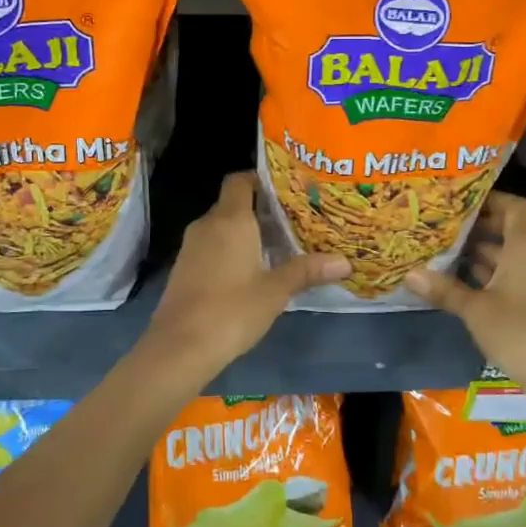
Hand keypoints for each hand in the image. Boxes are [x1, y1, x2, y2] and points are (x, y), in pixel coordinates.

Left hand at [142, 171, 349, 381]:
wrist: (180, 347)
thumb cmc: (232, 309)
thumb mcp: (276, 290)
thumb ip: (307, 270)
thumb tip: (345, 261)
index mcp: (230, 220)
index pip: (240, 180)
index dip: (260, 179)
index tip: (286, 190)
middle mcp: (207, 224)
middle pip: (233, 204)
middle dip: (260, 210)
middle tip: (293, 220)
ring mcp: (191, 247)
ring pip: (222, 227)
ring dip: (246, 232)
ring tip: (278, 245)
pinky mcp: (184, 268)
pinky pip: (211, 246)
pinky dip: (230, 250)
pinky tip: (252, 271)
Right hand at [404, 193, 525, 409]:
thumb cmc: (519, 331)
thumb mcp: (476, 309)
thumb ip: (444, 289)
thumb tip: (410, 273)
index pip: (514, 206)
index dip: (490, 199)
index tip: (460, 199)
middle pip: (509, 230)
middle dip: (477, 227)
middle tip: (442, 225)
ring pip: (508, 256)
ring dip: (480, 253)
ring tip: (443, 251)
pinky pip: (512, 277)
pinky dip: (489, 275)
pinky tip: (461, 282)